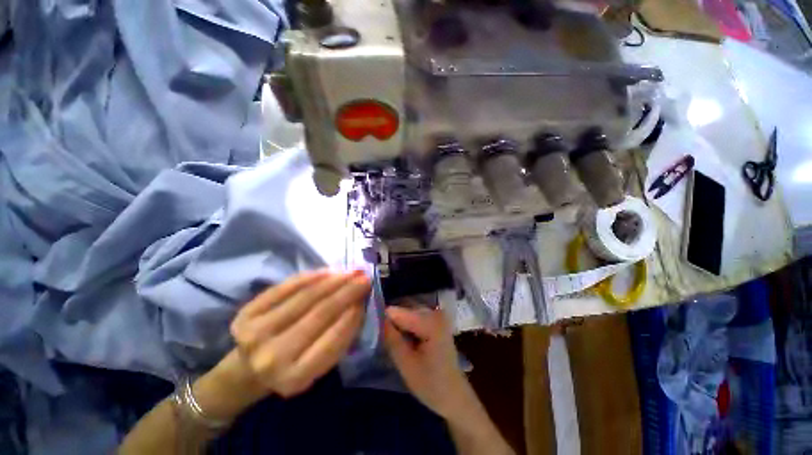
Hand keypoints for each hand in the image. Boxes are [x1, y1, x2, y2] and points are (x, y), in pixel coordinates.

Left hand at [230, 270, 369, 397]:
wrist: (246, 371)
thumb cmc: (291, 368)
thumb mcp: (317, 366)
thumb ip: (338, 339)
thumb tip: (358, 303)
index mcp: (295, 378)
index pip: (333, 339)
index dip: (353, 314)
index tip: (367, 296)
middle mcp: (272, 357)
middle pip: (320, 313)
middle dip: (347, 291)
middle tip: (364, 277)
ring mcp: (255, 333)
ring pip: (305, 297)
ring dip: (333, 280)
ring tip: (351, 271)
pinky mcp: (246, 314)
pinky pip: (286, 288)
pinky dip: (310, 277)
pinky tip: (328, 271)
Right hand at [382, 305, 471, 418]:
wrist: (454, 396)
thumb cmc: (431, 384)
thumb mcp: (406, 365)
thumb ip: (392, 339)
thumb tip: (377, 319)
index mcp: (430, 322)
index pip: (398, 311)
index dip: (383, 319)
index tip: (371, 329)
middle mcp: (435, 312)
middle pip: (404, 309)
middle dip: (390, 320)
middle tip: (379, 336)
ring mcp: (437, 315)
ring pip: (408, 311)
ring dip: (398, 323)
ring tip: (389, 338)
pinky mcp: (436, 320)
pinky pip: (415, 315)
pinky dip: (406, 324)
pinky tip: (402, 338)